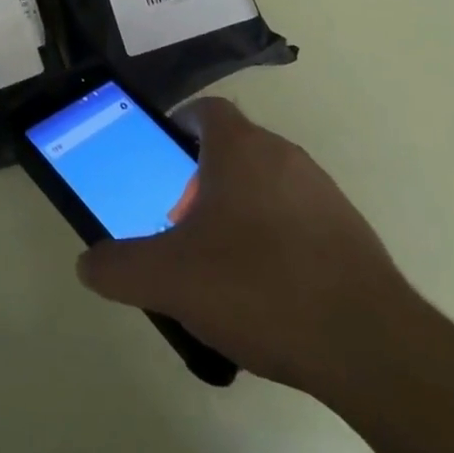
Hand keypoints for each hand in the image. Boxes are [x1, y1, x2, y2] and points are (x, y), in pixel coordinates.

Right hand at [77, 97, 416, 395]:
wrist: (366, 342)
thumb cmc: (257, 287)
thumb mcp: (170, 280)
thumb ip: (119, 267)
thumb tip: (87, 262)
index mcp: (240, 148)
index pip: (207, 110)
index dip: (181, 126)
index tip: (165, 159)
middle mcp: (283, 154)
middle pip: (235, 148)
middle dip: (204, 178)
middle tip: (184, 225)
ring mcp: (322, 190)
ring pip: (268, 183)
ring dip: (241, 208)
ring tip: (223, 263)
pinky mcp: (350, 229)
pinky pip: (299, 217)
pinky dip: (277, 237)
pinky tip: (270, 290)